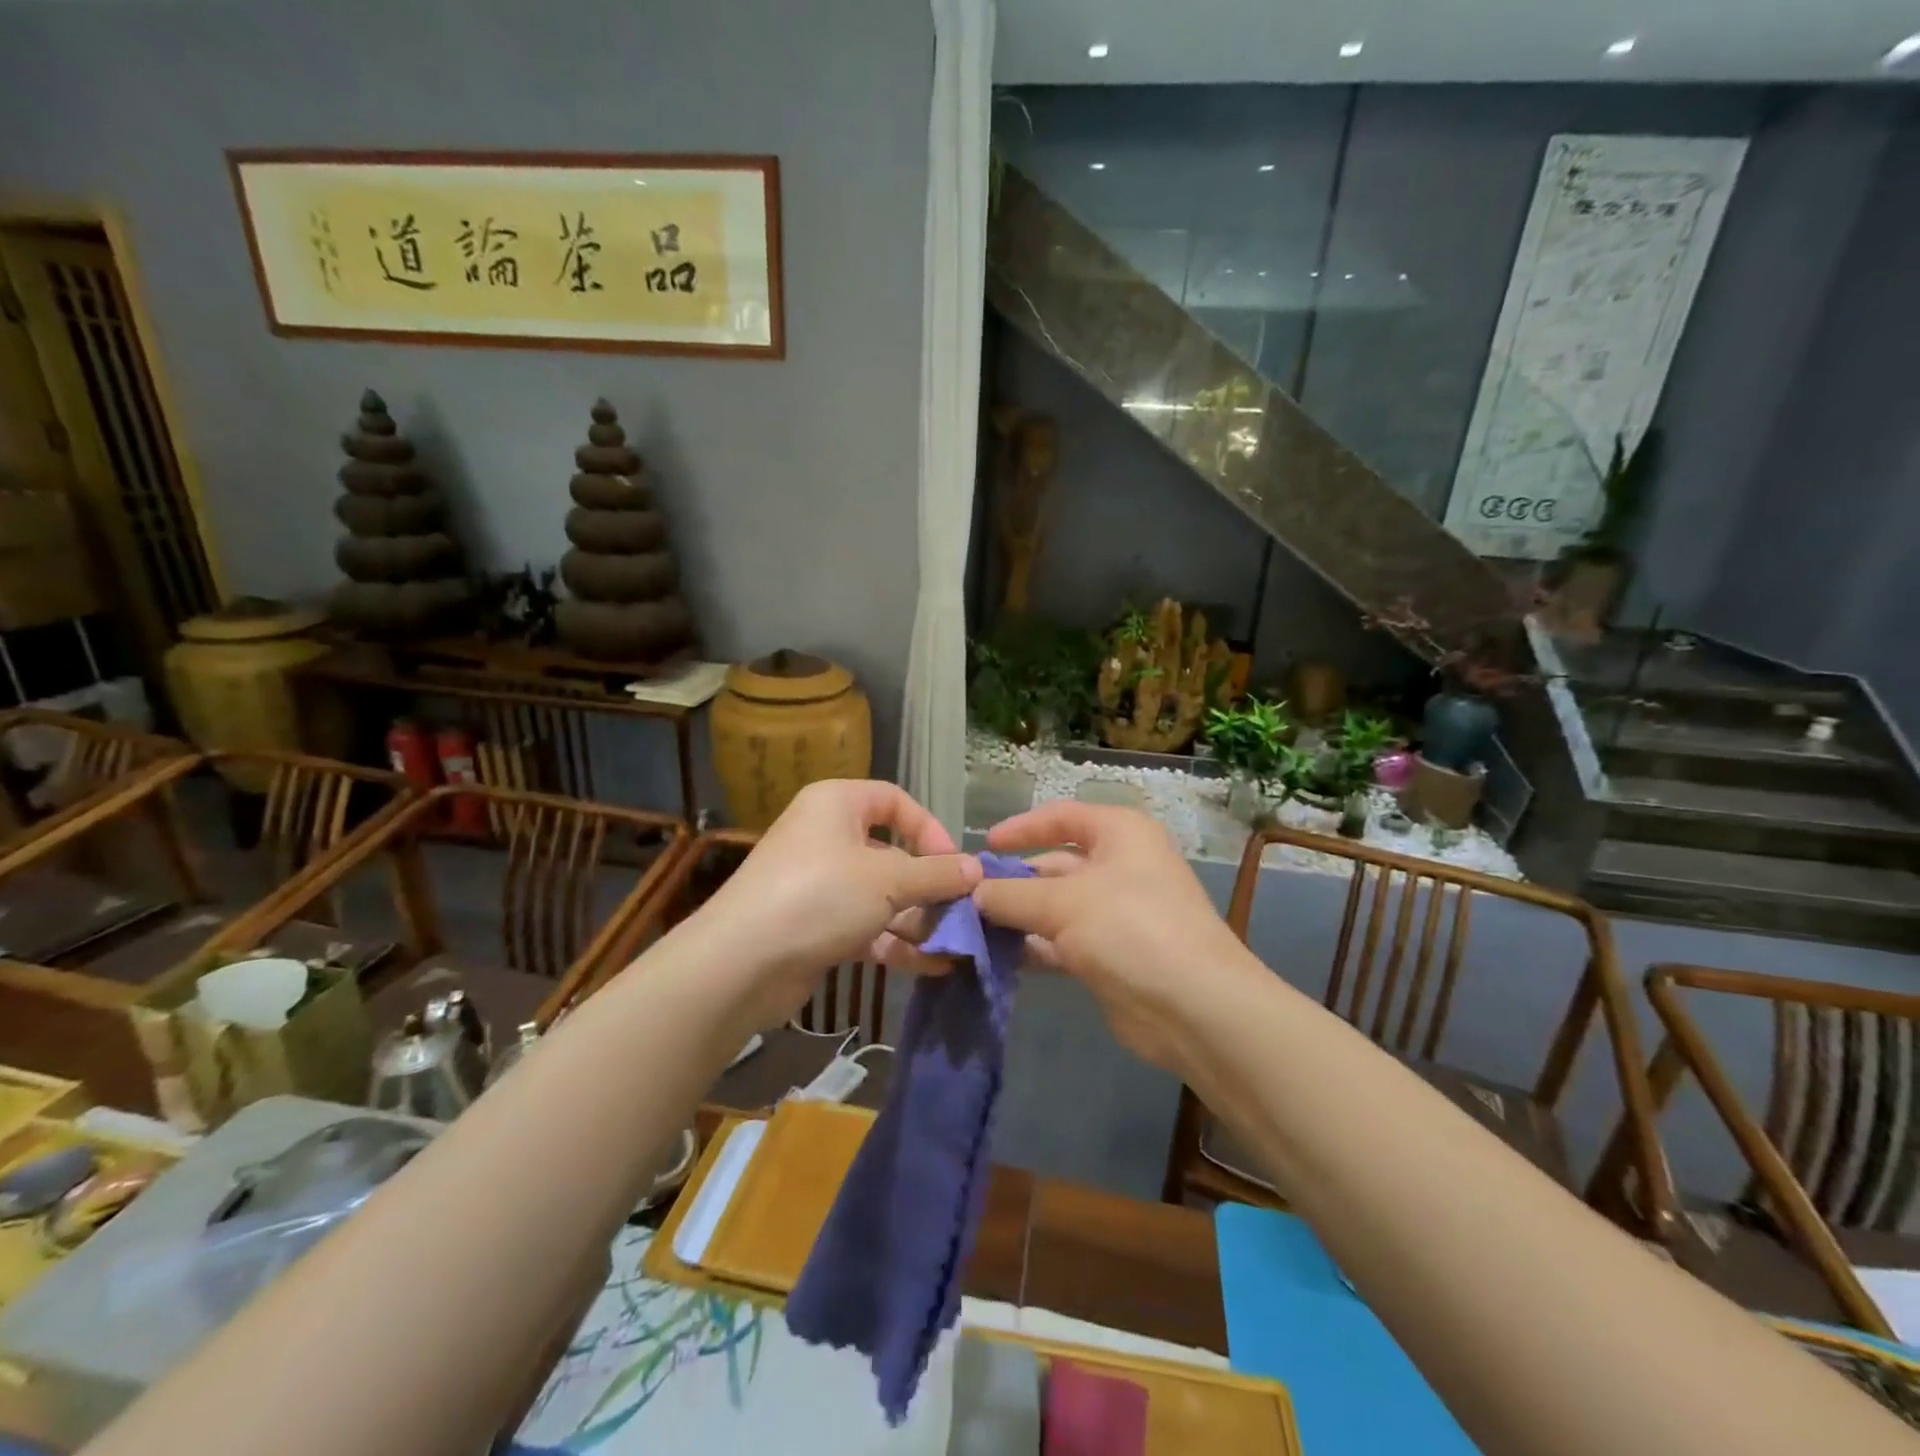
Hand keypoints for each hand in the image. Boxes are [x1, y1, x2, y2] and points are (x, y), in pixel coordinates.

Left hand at [692, 780, 979, 1028]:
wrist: (742, 964)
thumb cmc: (821, 896)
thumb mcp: (889, 880)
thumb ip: (937, 874)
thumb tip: (976, 870)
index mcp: (837, 804)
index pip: (895, 801)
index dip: (930, 829)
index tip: (954, 864)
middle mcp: (827, 837)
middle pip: (892, 853)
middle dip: (929, 885)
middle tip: (962, 912)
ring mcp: (819, 884)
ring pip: (881, 895)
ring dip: (918, 919)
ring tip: (956, 944)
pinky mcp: (816, 926)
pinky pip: (866, 926)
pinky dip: (897, 943)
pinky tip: (933, 965)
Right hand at [971, 801, 1252, 1072]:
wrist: (1194, 1007)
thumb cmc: (1130, 928)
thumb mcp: (1063, 903)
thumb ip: (1012, 894)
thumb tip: (972, 892)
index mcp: (1119, 834)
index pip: (1062, 817)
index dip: (1021, 828)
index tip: (984, 845)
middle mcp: (1120, 866)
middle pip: (1055, 864)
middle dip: (1014, 880)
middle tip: (968, 897)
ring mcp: (1116, 913)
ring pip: (1055, 907)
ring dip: (1019, 917)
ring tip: (972, 928)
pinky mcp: (1110, 955)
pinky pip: (1062, 942)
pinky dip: (1034, 947)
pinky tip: (998, 956)